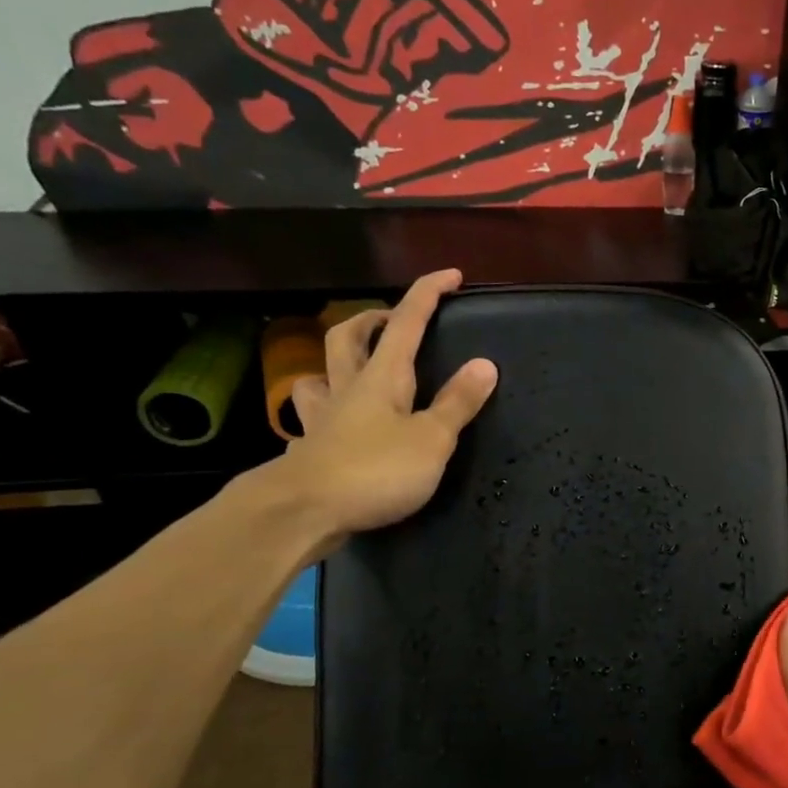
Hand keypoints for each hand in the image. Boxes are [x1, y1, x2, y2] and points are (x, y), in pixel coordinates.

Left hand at [269, 268, 497, 553]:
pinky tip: (331, 428)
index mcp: (382, 377)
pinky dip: (324, 414)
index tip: (451, 274)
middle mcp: (348, 388)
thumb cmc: (375, 471)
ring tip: (354, 369)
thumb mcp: (431, 439)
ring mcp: (323, 419)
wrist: (301, 512)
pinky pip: (312, 420)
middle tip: (394, 319)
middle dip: (371, 319)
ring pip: (319, 374)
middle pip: (349, 336)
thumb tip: (485, 364)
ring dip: (335, 362)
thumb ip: (457, 403)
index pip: (407, 322)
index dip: (428, 294)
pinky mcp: (310, 450)